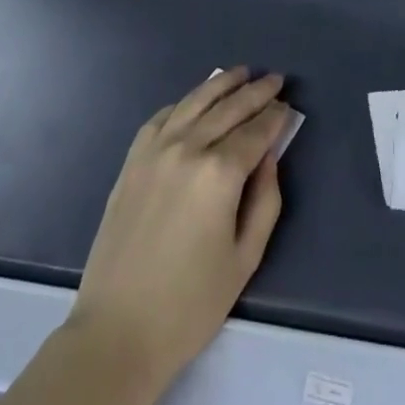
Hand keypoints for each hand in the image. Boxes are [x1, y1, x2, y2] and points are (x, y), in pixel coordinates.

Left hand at [64, 69, 291, 399]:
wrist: (116, 332)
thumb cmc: (189, 304)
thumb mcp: (245, 260)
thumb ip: (266, 201)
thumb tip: (269, 157)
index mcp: (220, 173)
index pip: (257, 130)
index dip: (275, 115)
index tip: (288, 105)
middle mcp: (189, 147)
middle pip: (230, 106)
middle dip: (256, 91)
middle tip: (275, 79)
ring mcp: (156, 149)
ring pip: (196, 100)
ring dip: (222, 83)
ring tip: (241, 72)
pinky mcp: (133, 159)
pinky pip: (163, 116)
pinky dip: (185, 102)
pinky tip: (196, 101)